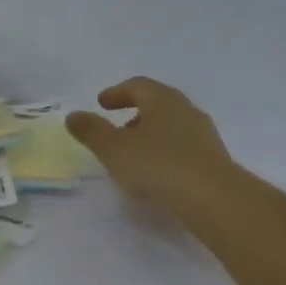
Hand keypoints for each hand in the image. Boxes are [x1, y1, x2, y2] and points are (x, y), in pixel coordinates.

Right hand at [67, 77, 245, 224]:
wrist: (212, 198)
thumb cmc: (158, 166)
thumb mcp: (114, 149)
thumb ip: (92, 131)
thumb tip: (73, 115)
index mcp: (163, 100)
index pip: (138, 86)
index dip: (117, 93)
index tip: (102, 103)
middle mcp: (186, 111)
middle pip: (158, 104)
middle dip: (135, 113)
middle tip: (116, 128)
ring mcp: (203, 135)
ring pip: (171, 126)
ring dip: (150, 134)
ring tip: (133, 154)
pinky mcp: (211, 159)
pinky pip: (181, 147)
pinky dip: (163, 152)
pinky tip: (155, 172)